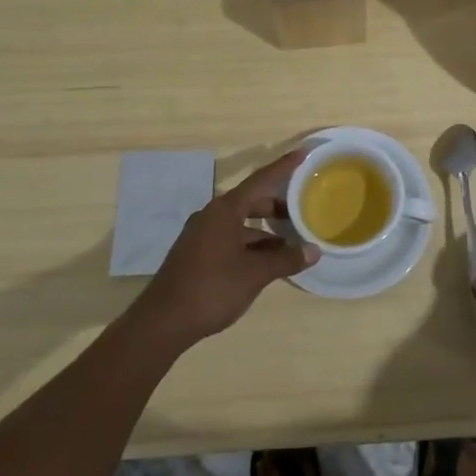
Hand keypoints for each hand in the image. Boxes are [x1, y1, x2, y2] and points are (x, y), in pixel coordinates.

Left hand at [133, 150, 314, 348]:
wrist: (162, 322)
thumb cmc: (212, 288)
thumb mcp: (255, 274)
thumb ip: (285, 259)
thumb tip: (314, 250)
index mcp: (225, 210)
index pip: (260, 180)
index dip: (283, 167)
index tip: (302, 153)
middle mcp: (212, 216)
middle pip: (250, 201)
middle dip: (276, 206)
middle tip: (302, 209)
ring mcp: (201, 235)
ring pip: (240, 223)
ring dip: (264, 230)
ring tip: (290, 242)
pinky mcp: (196, 254)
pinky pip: (230, 238)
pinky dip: (251, 244)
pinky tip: (266, 261)